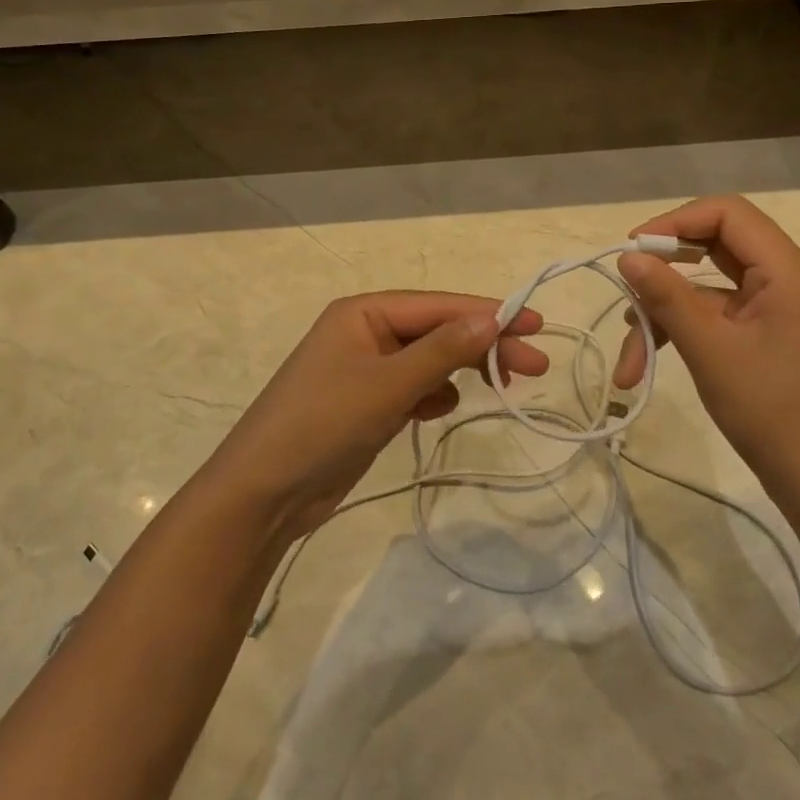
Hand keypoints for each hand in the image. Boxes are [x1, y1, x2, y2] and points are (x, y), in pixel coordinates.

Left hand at [204, 292, 548, 541]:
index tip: (536, 325)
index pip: (439, 306)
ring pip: (429, 361)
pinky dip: (433, 395)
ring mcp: (364, 370)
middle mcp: (365, 333)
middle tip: (536, 367)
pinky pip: (413, 388)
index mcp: (363, 313)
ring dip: (462, 370)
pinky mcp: (366, 405)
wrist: (263, 494)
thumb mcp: (388, 384)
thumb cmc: (323, 424)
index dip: (489, 313)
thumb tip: (494, 316)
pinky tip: (442, 409)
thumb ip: (443, 350)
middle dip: (484, 345)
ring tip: (501, 386)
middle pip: (437, 331)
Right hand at [611, 196, 799, 505]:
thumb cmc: (770, 411)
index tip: (634, 249)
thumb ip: (667, 296)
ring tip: (629, 357)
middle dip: (665, 267)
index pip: (727, 214)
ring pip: (705, 286)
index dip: (676, 222)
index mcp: (786, 272)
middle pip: (714, 244)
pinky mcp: (762, 333)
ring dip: (663, 312)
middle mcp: (783, 279)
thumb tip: (627, 255)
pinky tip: (644, 361)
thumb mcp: (710, 350)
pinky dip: (679, 330)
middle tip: (627, 282)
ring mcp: (772, 308)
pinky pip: (713, 314)